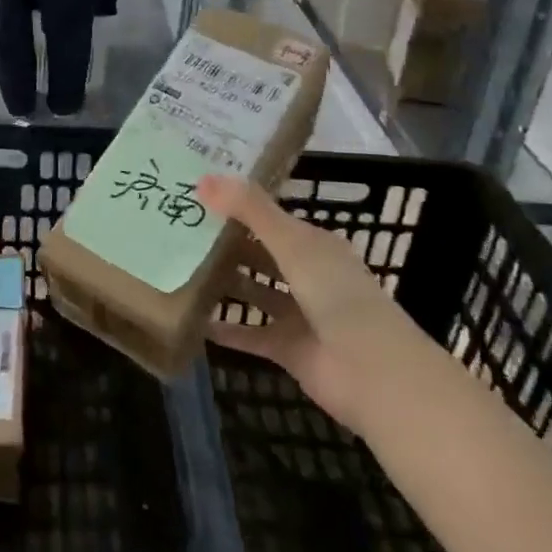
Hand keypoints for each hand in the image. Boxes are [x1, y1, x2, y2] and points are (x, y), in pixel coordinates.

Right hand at [200, 176, 408, 428]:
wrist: (372, 372)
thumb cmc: (335, 294)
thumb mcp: (291, 243)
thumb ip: (250, 210)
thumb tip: (203, 179)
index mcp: (314, 245)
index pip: (270, 218)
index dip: (237, 206)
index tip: (196, 195)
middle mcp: (307, 275)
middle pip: (260, 254)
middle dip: (225, 244)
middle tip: (178, 230)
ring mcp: (298, 314)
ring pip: (254, 291)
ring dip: (224, 283)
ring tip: (179, 268)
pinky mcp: (287, 348)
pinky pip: (249, 334)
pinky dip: (224, 329)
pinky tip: (192, 319)